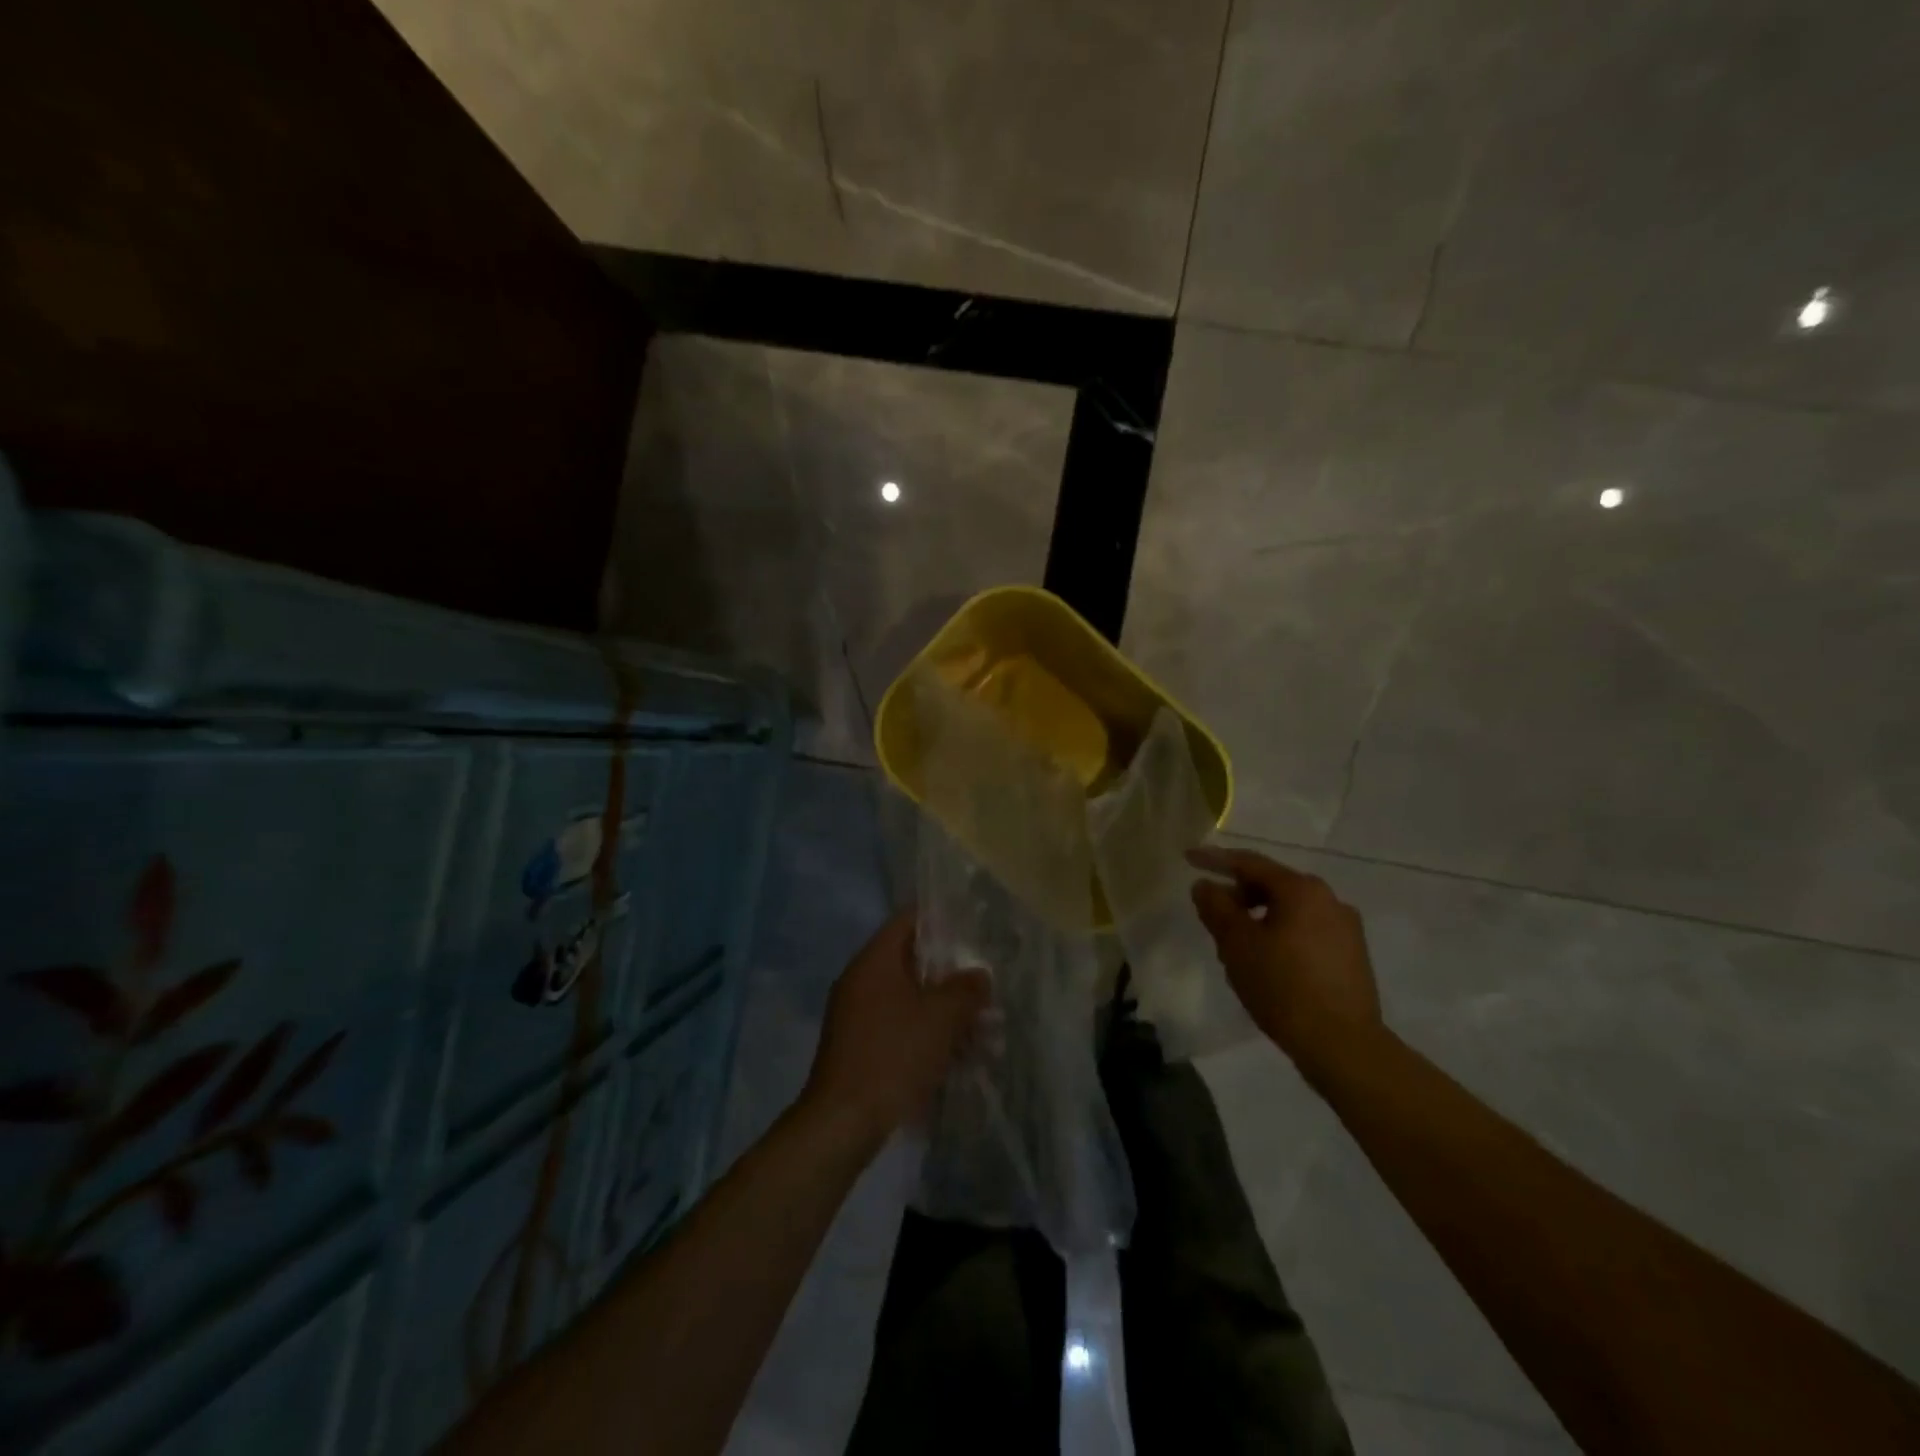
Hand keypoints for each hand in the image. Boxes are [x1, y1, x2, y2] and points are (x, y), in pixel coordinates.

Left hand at [804, 911, 989, 1143]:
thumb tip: (979, 975)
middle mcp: (861, 981)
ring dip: (942, 1009)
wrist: (843, 1122)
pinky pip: (899, 1026)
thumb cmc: (893, 1055)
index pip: (908, 921)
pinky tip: (956, 1054)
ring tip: (980, 1025)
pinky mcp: (859, 1047)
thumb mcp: (940, 1018)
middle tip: (983, 983)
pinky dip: (925, 1033)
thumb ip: (965, 990)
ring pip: (908, 998)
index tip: (971, 929)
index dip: (940, 920)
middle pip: (910, 961)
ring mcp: (856, 1016)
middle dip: (949, 973)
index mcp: (874, 961)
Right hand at [1188, 847, 1382, 1079]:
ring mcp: (1346, 929)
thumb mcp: (1237, 944)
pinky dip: (1281, 933)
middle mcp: (1329, 900)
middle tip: (1212, 909)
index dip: (1215, 859)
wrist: (1343, 1045)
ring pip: (1291, 910)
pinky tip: (1268, 960)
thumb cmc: (1282, 986)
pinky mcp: (1353, 956)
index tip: (1189, 859)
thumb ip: (1217, 907)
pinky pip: (1306, 931)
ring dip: (1260, 915)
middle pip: (1274, 884)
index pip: (1250, 863)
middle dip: (1239, 892)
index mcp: (1302, 890)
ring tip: (1237, 941)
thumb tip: (1206, 885)